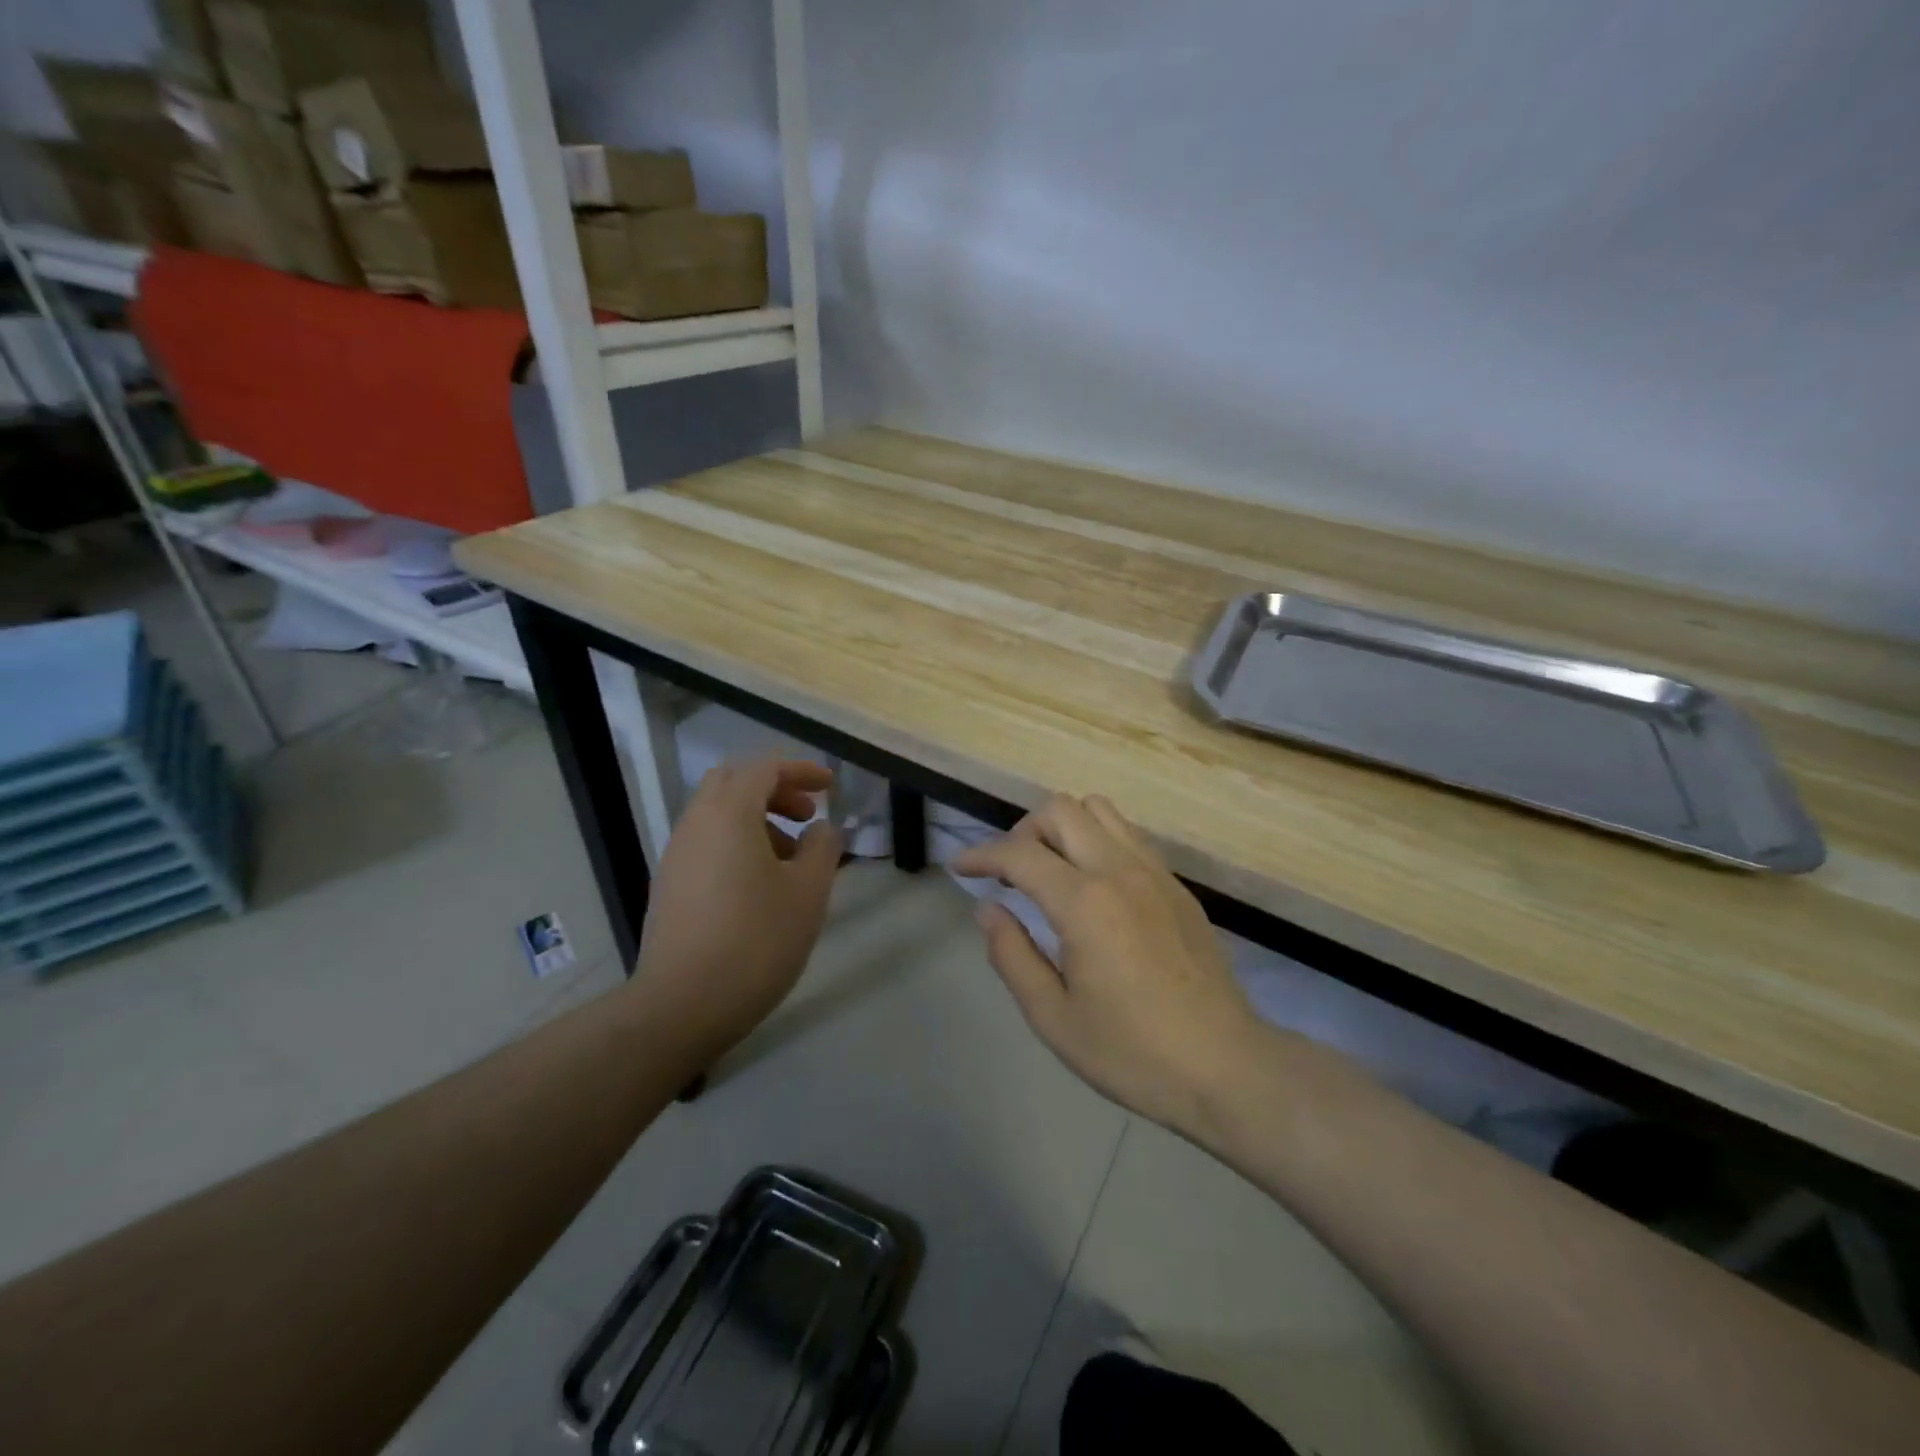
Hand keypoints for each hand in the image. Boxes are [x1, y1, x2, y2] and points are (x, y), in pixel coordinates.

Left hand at [633, 758, 843, 1057]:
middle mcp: (696, 824)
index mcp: (728, 814)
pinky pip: (707, 843)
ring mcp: (677, 856)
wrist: (682, 1005)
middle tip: (807, 814)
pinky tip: (761, 885)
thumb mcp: (807, 892)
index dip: (801, 770)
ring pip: (718, 814)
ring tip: (792, 858)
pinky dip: (738, 843)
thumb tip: (822, 829)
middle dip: (775, 789)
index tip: (830, 787)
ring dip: (757, 819)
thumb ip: (822, 848)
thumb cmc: (756, 940)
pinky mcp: (670, 886)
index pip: (764, 768)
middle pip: (733, 782)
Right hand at [954, 795, 1264, 1132]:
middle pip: (1060, 810)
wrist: (1226, 1067)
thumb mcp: (1054, 1018)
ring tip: (1051, 871)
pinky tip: (1094, 885)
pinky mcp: (1177, 885)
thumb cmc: (1133, 1053)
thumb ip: (1012, 956)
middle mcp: (1119, 871)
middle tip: (1010, 874)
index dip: (981, 855)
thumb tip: (989, 909)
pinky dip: (1097, 840)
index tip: (961, 868)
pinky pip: (1128, 835)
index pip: (1019, 854)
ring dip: (1063, 828)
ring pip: (1099, 810)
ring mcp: (1154, 872)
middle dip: (1023, 832)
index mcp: (1085, 904)